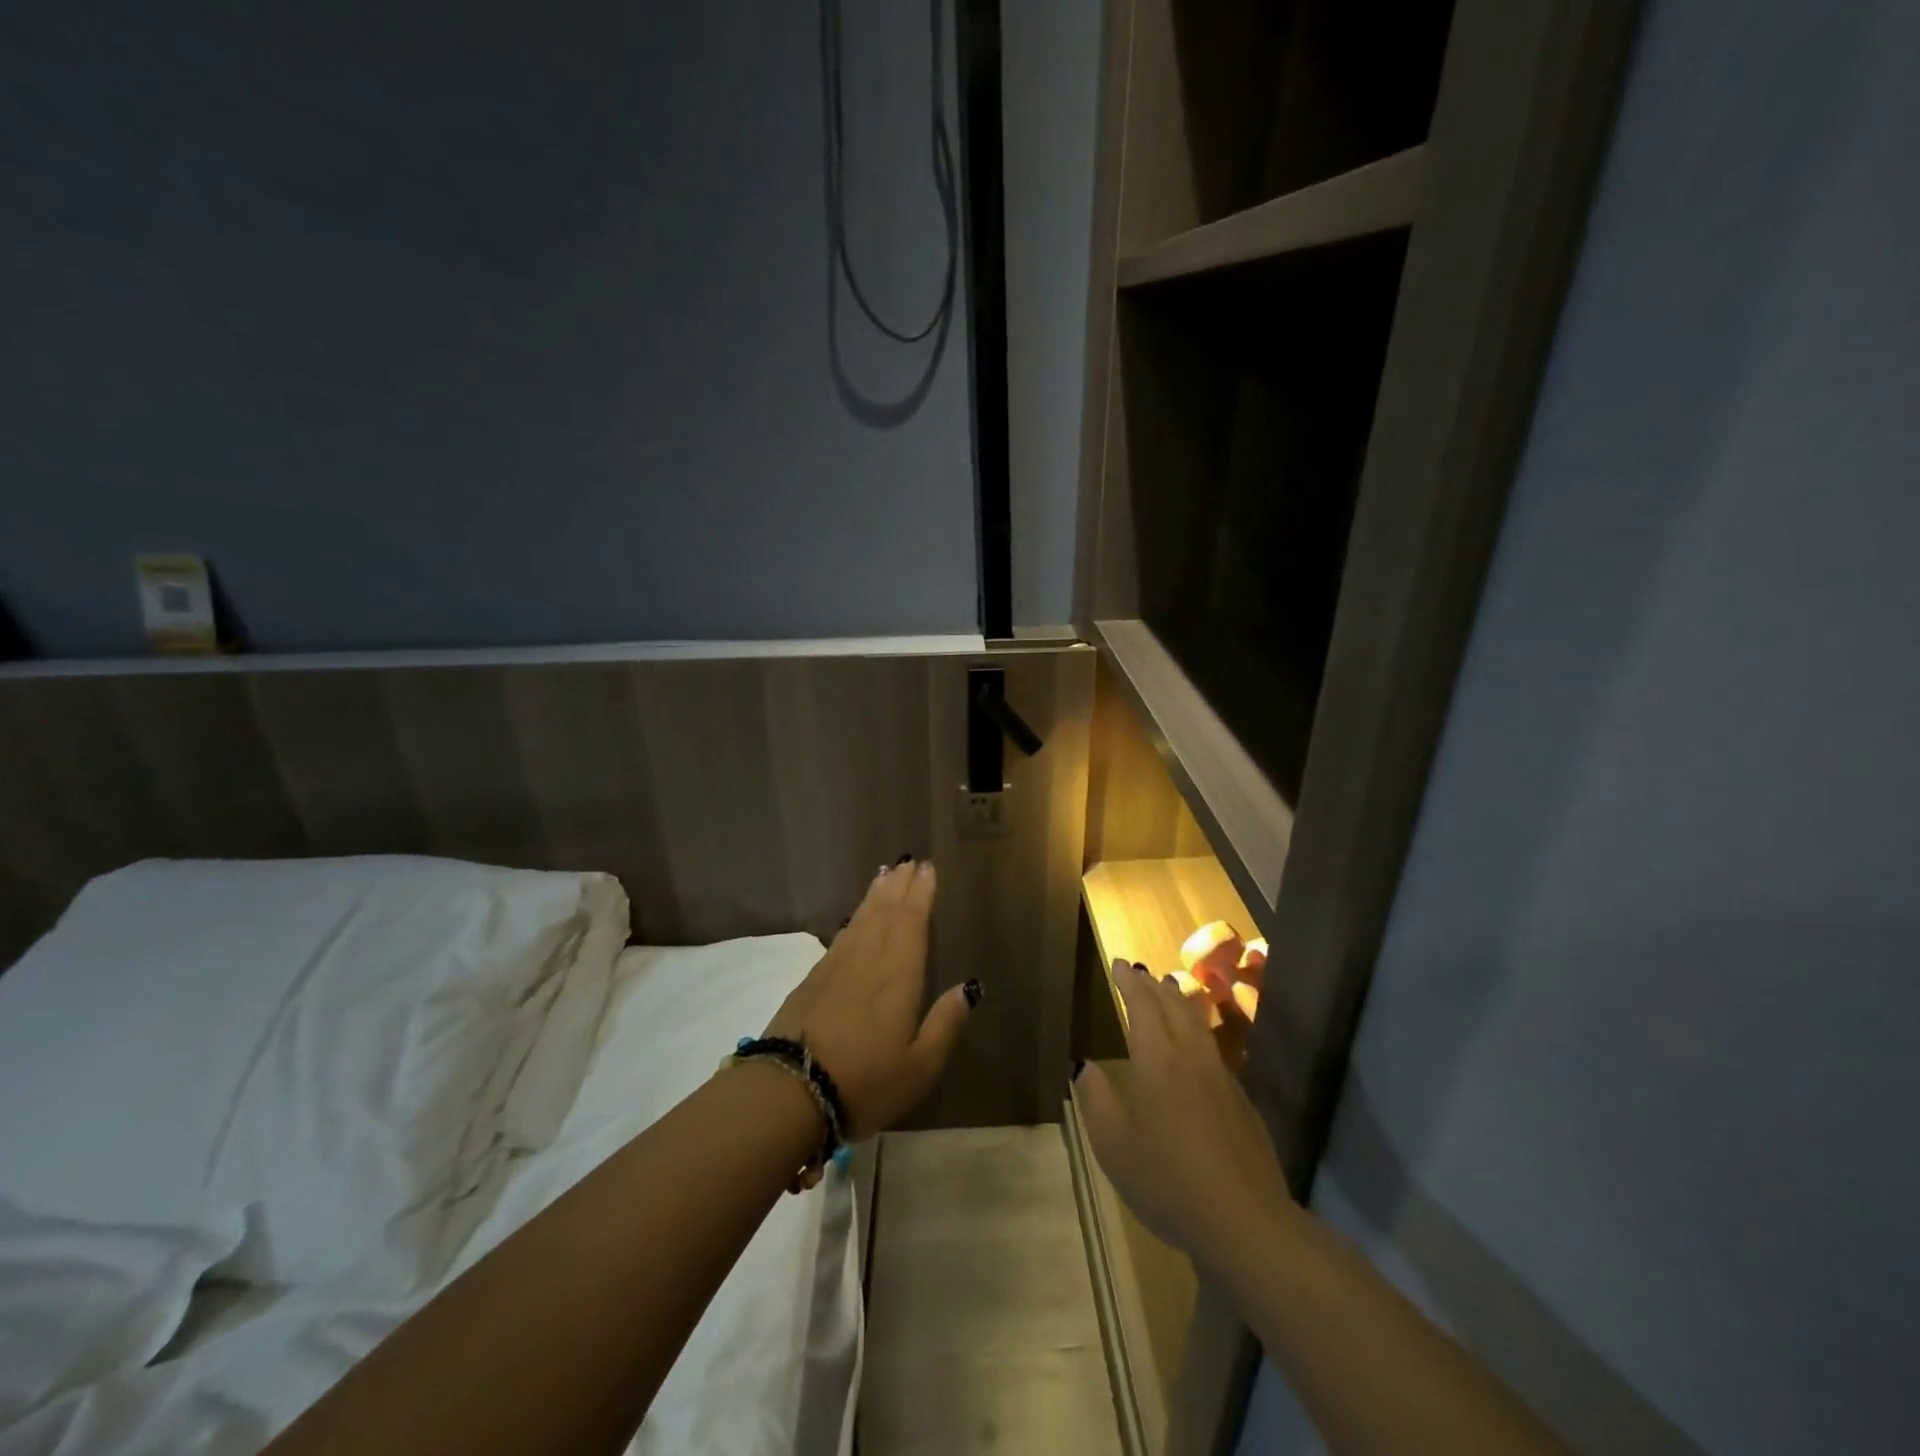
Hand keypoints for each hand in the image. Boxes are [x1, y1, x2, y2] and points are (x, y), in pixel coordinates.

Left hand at [763, 859, 974, 1138]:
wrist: (789, 1092)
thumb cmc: (865, 1082)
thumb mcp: (919, 1066)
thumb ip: (945, 1023)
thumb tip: (969, 987)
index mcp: (899, 973)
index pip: (912, 920)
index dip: (921, 893)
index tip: (927, 868)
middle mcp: (868, 958)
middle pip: (886, 911)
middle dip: (899, 885)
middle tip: (909, 862)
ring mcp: (836, 966)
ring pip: (861, 918)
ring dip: (875, 894)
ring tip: (884, 874)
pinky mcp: (813, 978)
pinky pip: (842, 935)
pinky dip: (854, 917)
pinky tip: (855, 918)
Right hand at [1077, 960, 1294, 1274]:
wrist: (1245, 1220)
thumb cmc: (1167, 1179)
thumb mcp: (1113, 1144)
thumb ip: (1095, 1099)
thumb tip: (1085, 1065)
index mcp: (1157, 1060)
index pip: (1142, 1005)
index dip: (1129, 982)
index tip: (1119, 964)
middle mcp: (1191, 1057)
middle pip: (1173, 1007)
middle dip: (1153, 986)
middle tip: (1140, 973)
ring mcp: (1221, 1077)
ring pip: (1198, 1024)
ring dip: (1180, 1001)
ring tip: (1169, 990)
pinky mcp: (1241, 1101)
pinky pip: (1212, 1048)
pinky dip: (1197, 1030)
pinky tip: (1195, 1046)